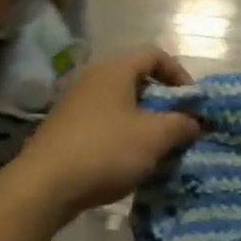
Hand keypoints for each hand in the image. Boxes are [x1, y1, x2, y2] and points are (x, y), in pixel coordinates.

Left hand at [13, 47, 200, 217]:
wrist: (45, 185)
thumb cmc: (106, 151)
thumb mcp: (155, 137)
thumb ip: (181, 124)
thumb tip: (194, 121)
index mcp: (114, 69)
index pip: (154, 54)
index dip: (179, 74)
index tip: (192, 103)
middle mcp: (93, 79)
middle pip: (137, 80)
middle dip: (163, 103)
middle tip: (179, 128)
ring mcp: (75, 105)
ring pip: (121, 105)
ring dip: (144, 123)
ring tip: (158, 149)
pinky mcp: (66, 130)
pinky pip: (104, 124)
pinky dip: (123, 137)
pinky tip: (130, 163)